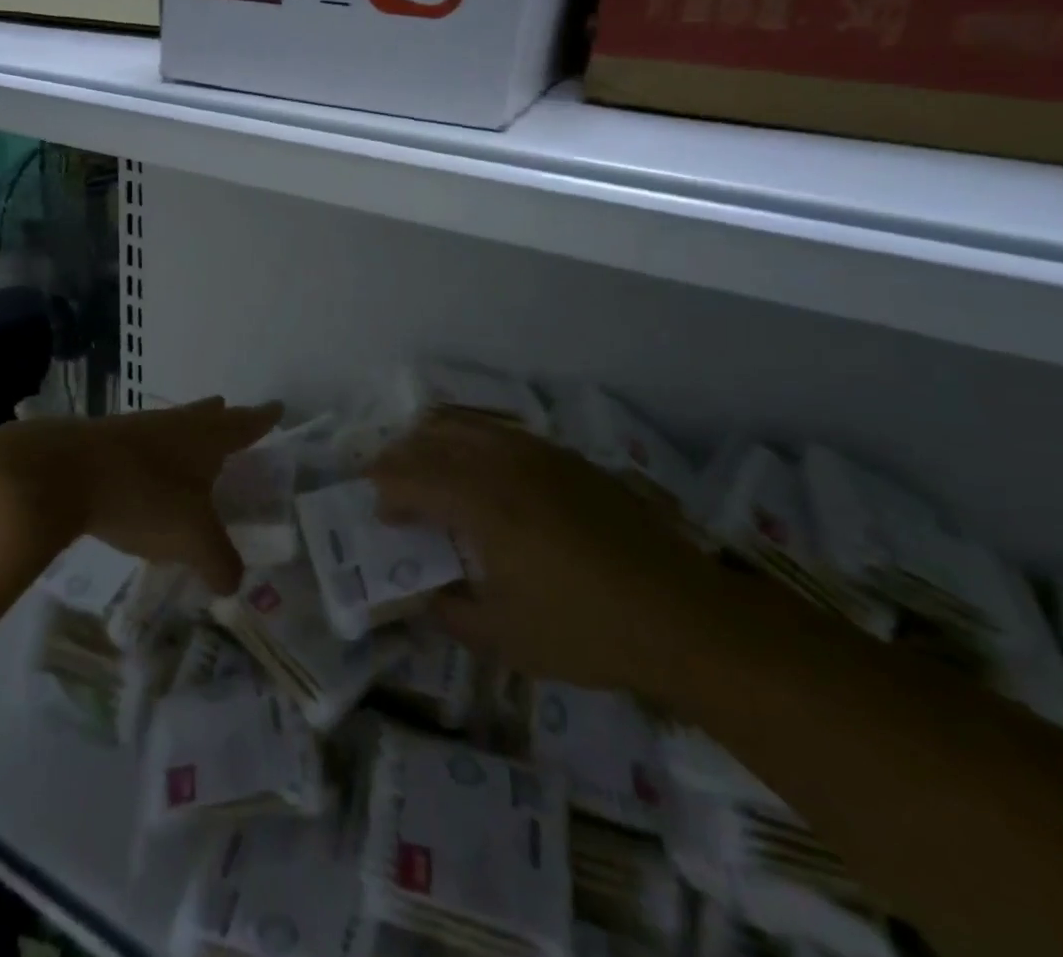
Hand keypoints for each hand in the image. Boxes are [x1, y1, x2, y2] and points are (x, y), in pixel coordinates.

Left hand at [0, 398, 281, 593]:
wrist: (63, 472)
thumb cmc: (143, 496)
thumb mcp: (191, 538)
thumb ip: (219, 562)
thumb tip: (234, 583)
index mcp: (205, 438)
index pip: (244, 424)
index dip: (263, 419)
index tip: (277, 408)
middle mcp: (174, 425)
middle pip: (205, 415)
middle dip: (222, 417)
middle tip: (231, 413)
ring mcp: (136, 429)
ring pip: (171, 426)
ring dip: (184, 433)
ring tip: (190, 445)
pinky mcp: (103, 442)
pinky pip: (140, 444)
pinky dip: (151, 454)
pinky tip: (143, 471)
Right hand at [369, 409, 723, 695]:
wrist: (683, 615)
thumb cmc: (586, 630)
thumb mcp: (503, 637)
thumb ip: (449, 611)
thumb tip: (423, 595)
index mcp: (482, 502)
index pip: (412, 476)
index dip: (386, 489)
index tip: (379, 513)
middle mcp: (505, 463)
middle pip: (434, 436)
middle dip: (402, 456)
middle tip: (389, 484)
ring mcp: (541, 453)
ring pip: (470, 424)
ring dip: (437, 442)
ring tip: (429, 472)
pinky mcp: (569, 458)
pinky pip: (504, 433)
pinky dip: (475, 443)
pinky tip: (484, 476)